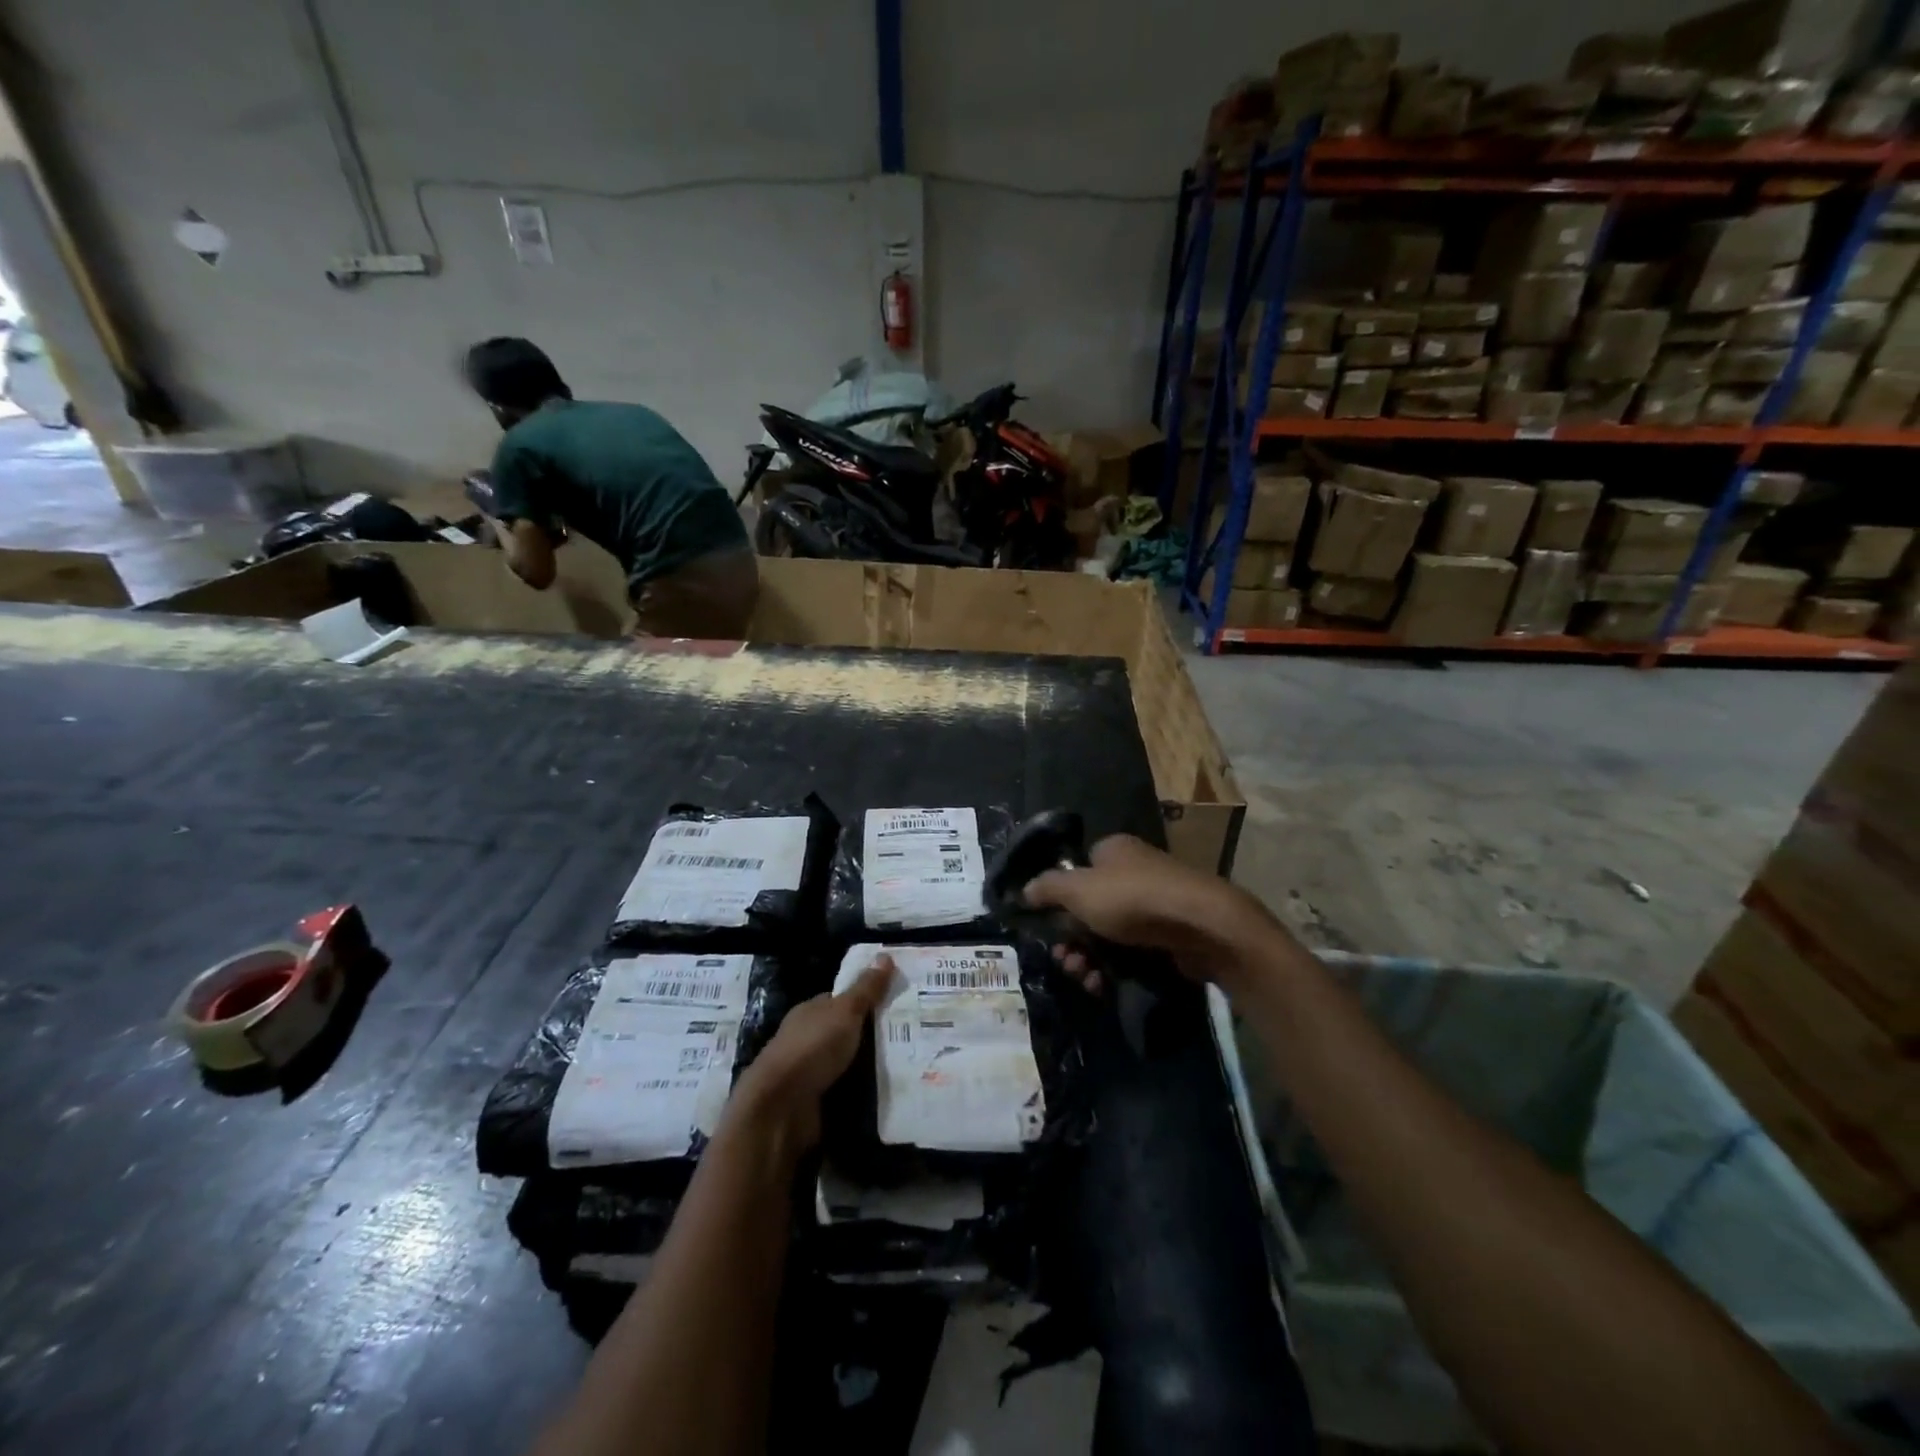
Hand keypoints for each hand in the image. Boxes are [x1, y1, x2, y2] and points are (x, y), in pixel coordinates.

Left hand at [730, 958, 895, 1150]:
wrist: (780, 1107)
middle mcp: (808, 1038)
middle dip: (873, 1035)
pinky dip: (863, 1091)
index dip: (868, 999)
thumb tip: (885, 955)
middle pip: (846, 1031)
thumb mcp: (845, 1011)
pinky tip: (888, 1091)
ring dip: (870, 1065)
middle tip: (913, 1035)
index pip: (842, 1000)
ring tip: (909, 1064)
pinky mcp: (815, 1101)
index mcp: (811, 1011)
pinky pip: (846, 1090)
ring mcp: (809, 1071)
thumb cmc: (812, 1048)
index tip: (898, 1003)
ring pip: (847, 1062)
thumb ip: (866, 988)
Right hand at [1025, 835, 1272, 991]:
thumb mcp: (1078, 889)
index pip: (1076, 871)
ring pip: (1108, 933)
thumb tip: (1023, 891)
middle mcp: (1134, 871)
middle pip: (1089, 907)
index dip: (1057, 901)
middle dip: (1070, 938)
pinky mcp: (1170, 934)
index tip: (1047, 929)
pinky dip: (1114, 968)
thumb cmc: (1133, 898)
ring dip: (1088, 958)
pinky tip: (1104, 985)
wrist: (1202, 926)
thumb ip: (1046, 889)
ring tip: (1083, 978)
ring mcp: (1154, 904)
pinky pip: (1132, 951)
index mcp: (1112, 850)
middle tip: (1064, 960)